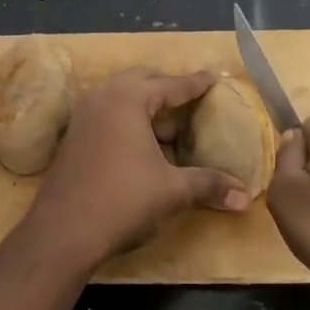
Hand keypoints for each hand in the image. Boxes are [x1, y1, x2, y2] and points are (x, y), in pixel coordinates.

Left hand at [22, 69, 249, 269]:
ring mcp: (83, 116)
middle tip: (192, 101)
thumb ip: (209, 185)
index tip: (214, 78)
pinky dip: (128, 121)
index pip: (170, 84)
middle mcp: (103, 98)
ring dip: (146, 107)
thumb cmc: (122, 200)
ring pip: (121, 98)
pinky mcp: (73, 137)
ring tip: (171, 127)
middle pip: (142, 82)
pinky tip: (142, 146)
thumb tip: (245, 197)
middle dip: (168, 89)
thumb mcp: (172, 191)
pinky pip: (107, 115)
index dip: (196, 84)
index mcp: (128, 99)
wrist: (63, 231)